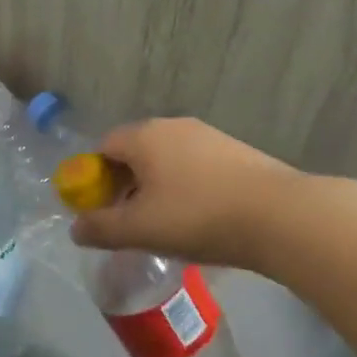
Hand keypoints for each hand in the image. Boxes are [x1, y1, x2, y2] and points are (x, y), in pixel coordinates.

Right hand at [69, 117, 309, 270]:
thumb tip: (76, 229)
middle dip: (125, 184)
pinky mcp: (237, 151)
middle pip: (135, 151)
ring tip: (166, 224)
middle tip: (129, 220)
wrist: (280, 215)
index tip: (100, 210)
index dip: (94, 178)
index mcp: (144, 136)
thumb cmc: (197, 217)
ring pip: (167, 159)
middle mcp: (173, 126)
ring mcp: (208, 135)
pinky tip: (200, 217)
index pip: (104, 147)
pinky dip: (187, 187)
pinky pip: (195, 166)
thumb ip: (101, 228)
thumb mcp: (140, 230)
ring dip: (157, 186)